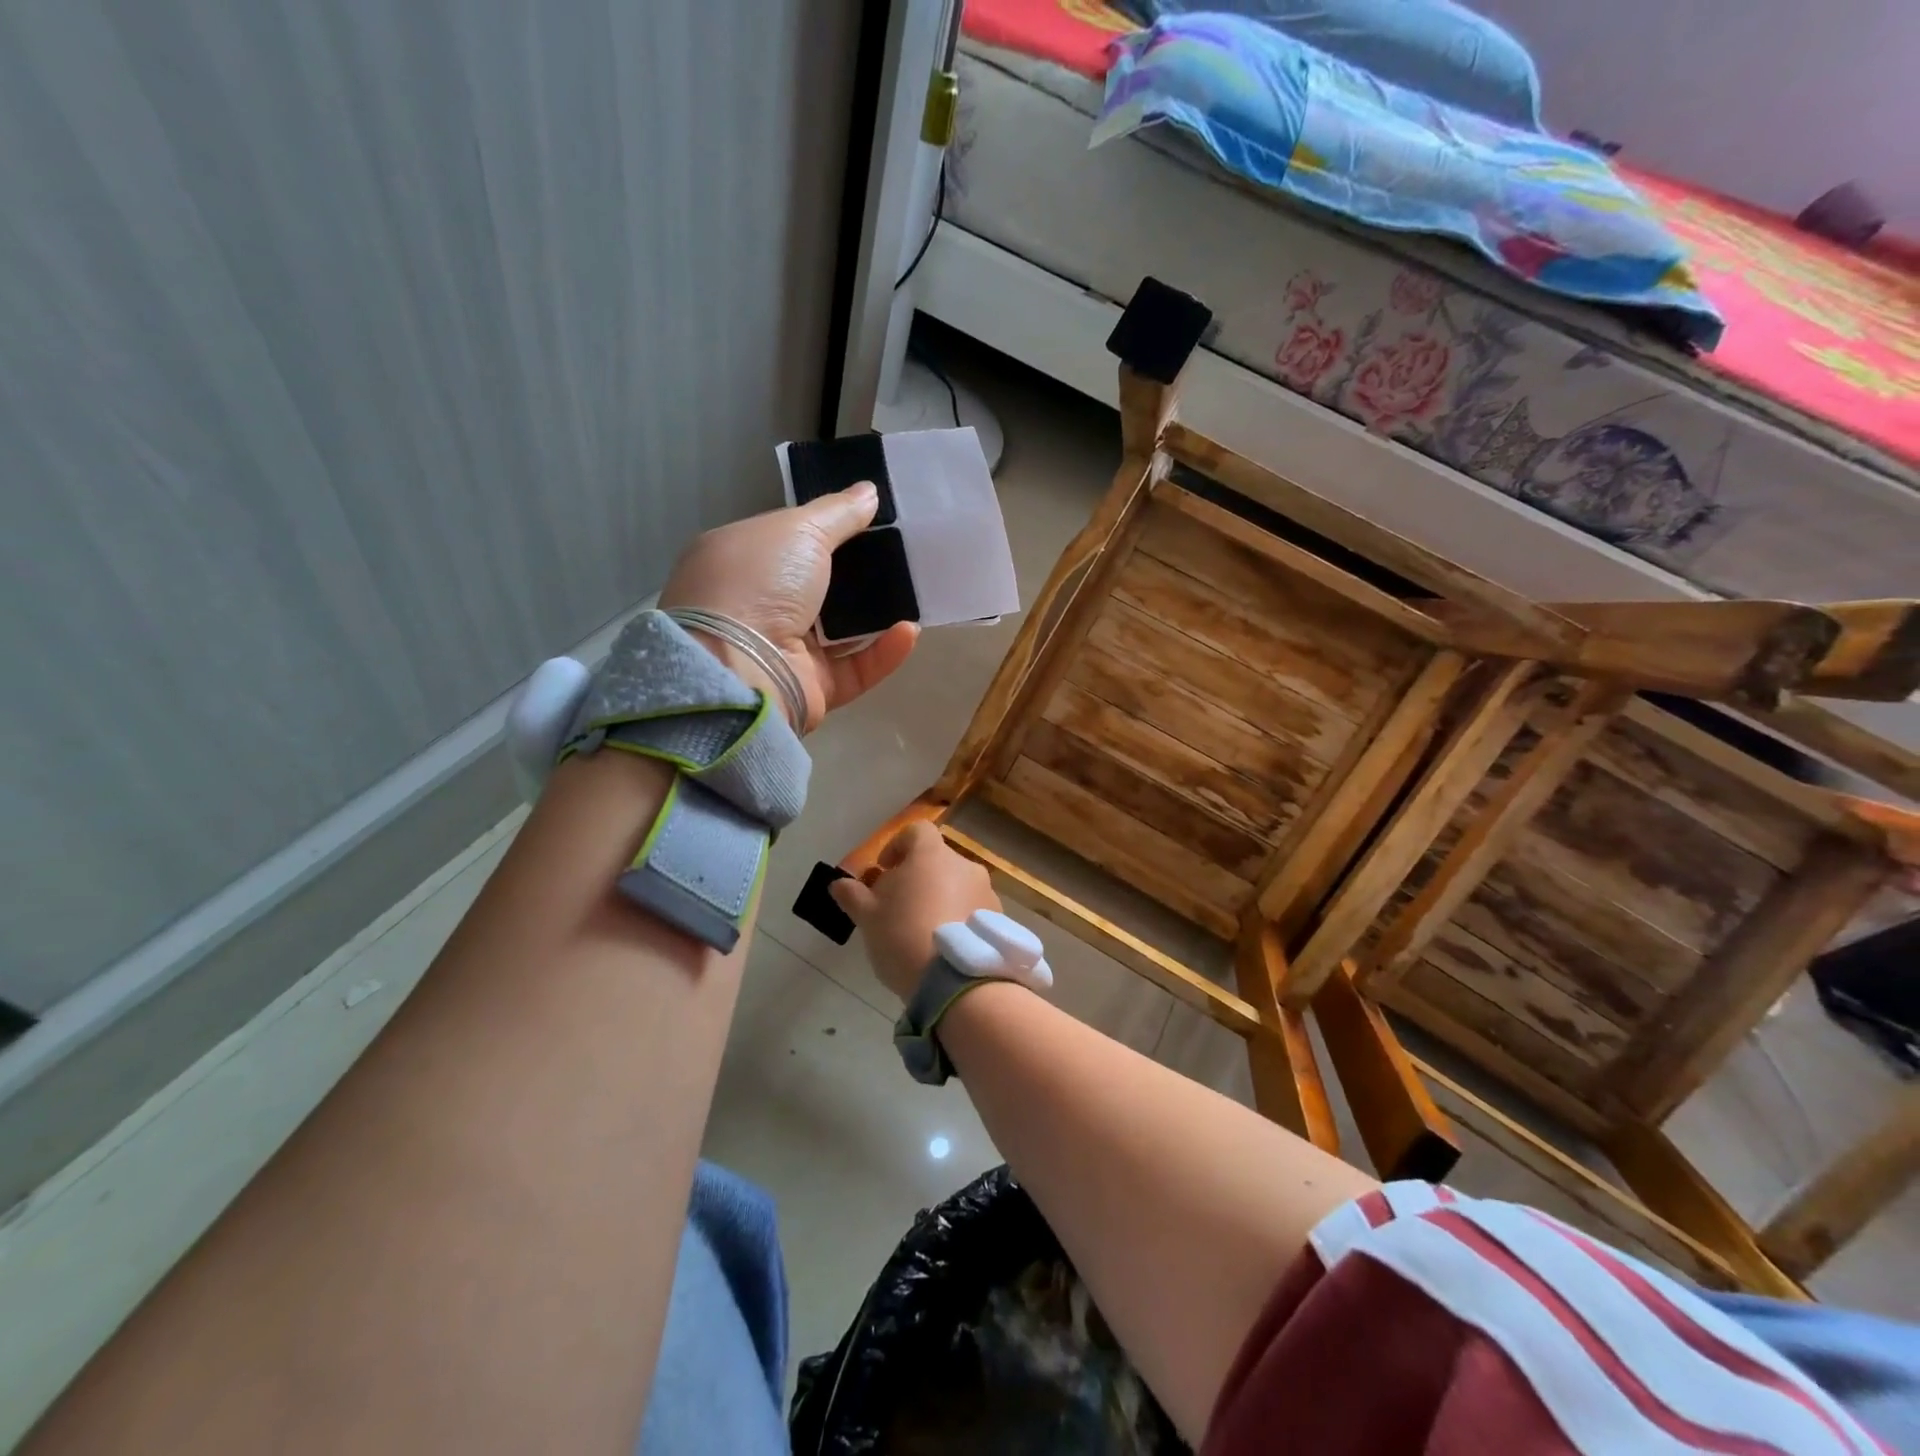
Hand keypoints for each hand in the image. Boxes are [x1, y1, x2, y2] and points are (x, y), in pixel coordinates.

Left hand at [658, 484, 919, 731]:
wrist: (739, 669)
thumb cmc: (758, 584)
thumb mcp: (799, 529)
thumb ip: (838, 512)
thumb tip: (869, 492)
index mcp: (739, 563)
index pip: (786, 542)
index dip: (824, 531)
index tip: (868, 521)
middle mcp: (756, 607)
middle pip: (816, 587)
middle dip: (856, 574)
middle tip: (900, 556)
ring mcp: (783, 652)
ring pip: (838, 631)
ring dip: (875, 613)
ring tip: (913, 591)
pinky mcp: (810, 688)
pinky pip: (855, 669)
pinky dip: (882, 652)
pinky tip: (909, 630)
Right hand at [828, 822, 1001, 1000]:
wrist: (953, 979)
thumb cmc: (902, 935)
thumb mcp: (867, 916)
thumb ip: (852, 894)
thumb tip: (837, 883)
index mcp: (931, 854)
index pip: (916, 831)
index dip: (898, 846)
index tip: (884, 869)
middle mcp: (964, 864)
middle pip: (937, 859)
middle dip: (918, 876)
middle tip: (898, 904)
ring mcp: (985, 891)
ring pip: (957, 884)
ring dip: (940, 896)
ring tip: (922, 927)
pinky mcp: (997, 918)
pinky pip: (972, 907)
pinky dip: (958, 916)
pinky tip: (943, 944)